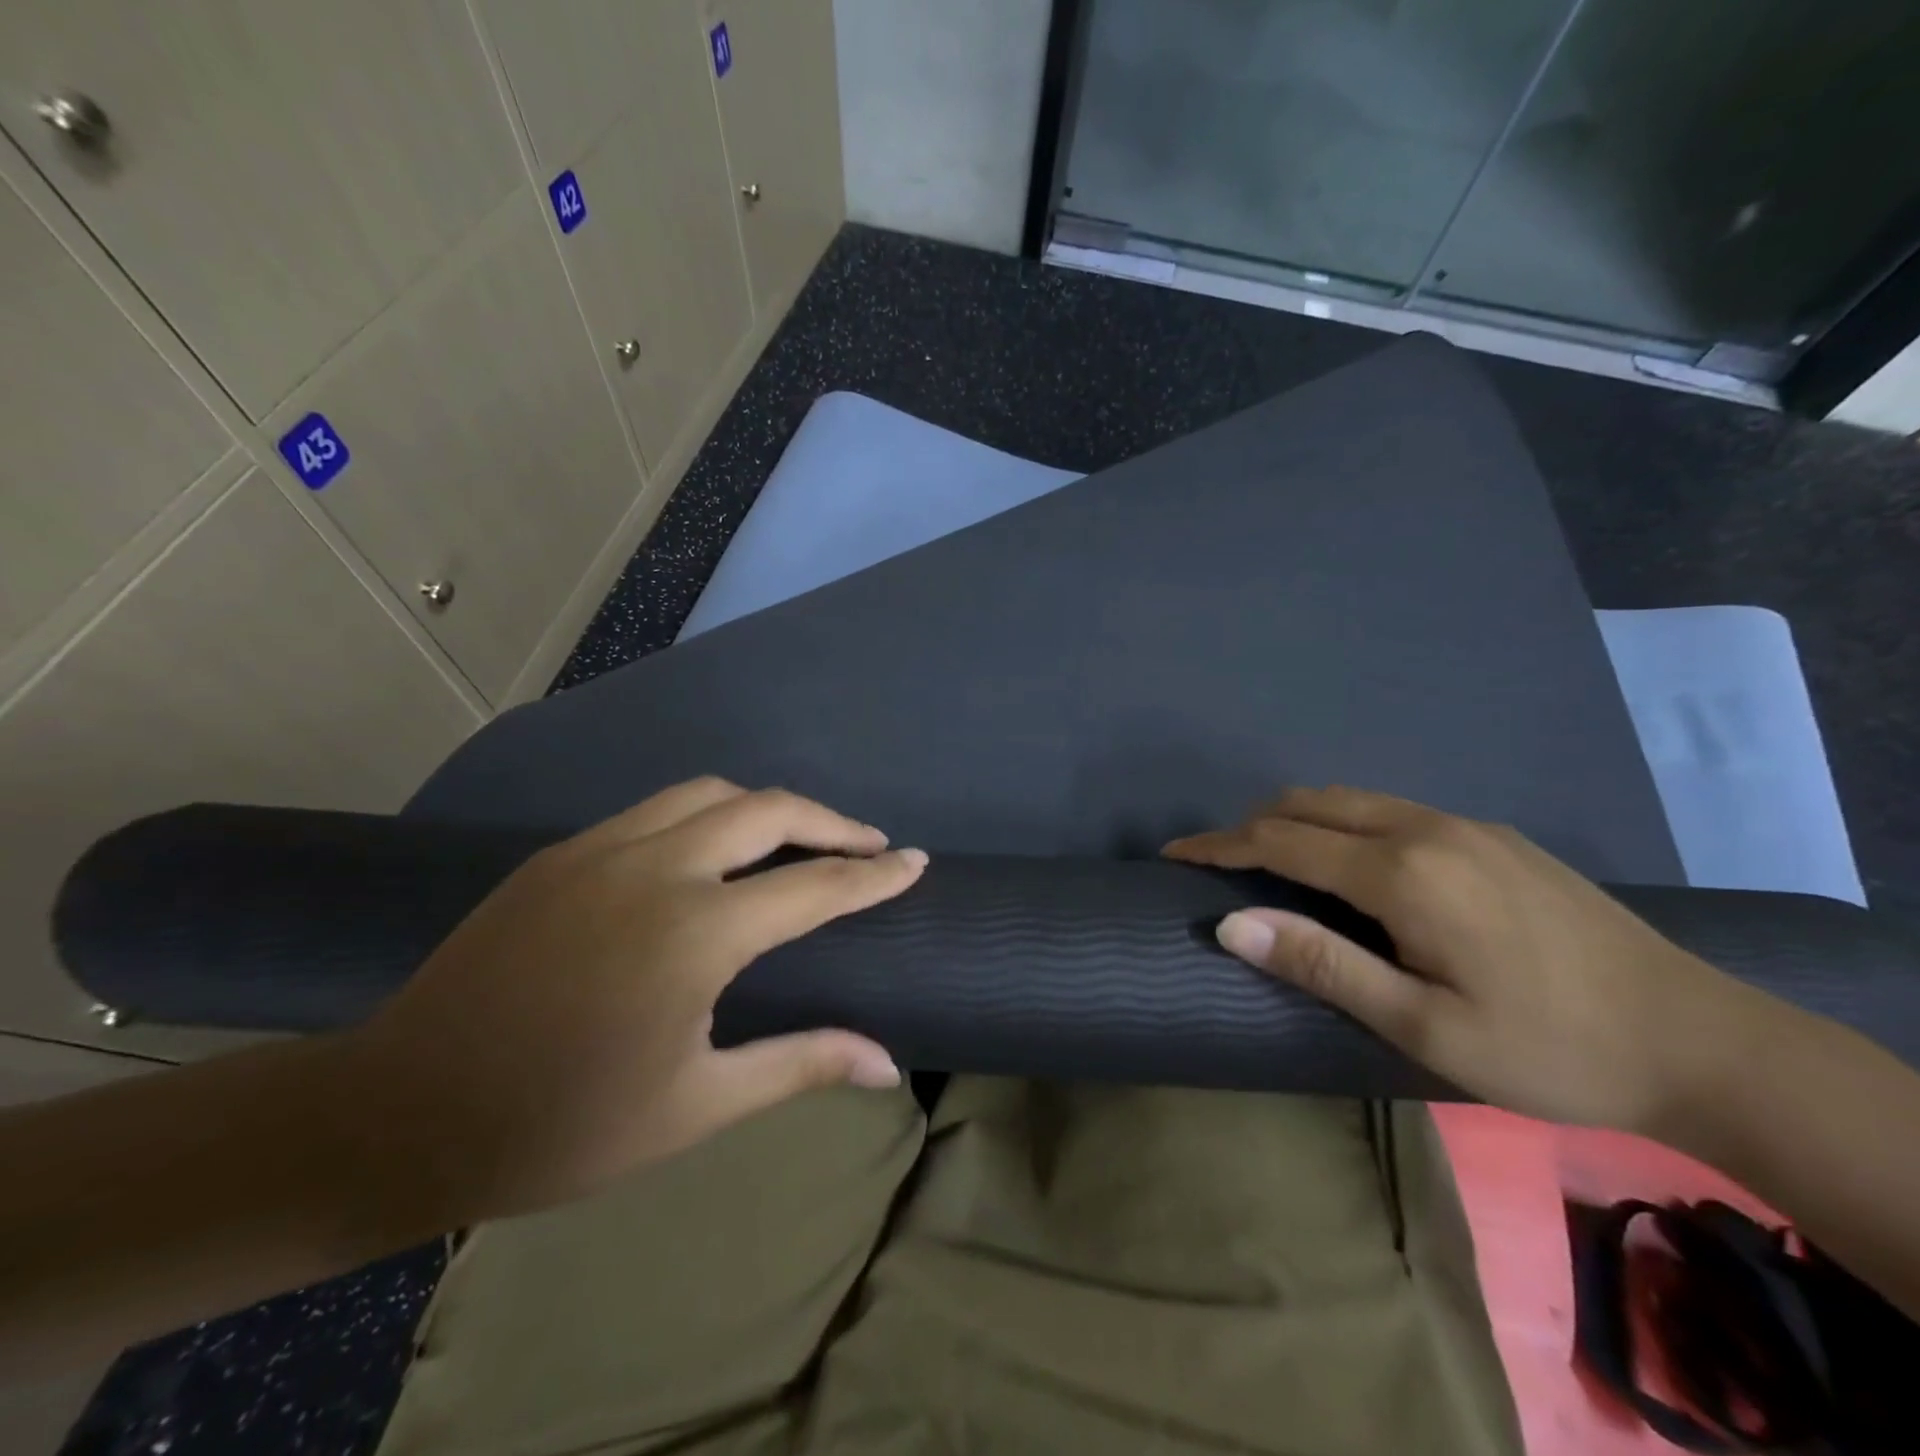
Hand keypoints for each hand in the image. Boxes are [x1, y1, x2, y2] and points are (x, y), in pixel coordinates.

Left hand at [340, 778, 924, 1224]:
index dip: (873, 874)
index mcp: (694, 934)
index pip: (814, 887)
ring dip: (768, 807)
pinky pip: (658, 809)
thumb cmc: (561, 1125)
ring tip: (798, 840)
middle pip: (768, 809)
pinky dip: (710, 814)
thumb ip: (799, 1065)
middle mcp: (655, 869)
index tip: (915, 861)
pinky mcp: (562, 853)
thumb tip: (888, 1065)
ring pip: (710, 793)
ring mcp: (601, 850)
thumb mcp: (695, 1106)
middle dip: (831, 822)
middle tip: (867, 845)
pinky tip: (715, 851)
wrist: (398, 1114)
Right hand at [1164, 786, 1775, 1134]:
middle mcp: (1426, 829)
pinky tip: (1352, 867)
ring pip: (1352, 800)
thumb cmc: (1548, 1047)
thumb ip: (1322, 963)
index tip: (1175, 853)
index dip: (1219, 845)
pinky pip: (1391, 810)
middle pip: (1311, 803)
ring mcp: (1466, 826)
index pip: (1281, 840)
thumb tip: (1230, 923)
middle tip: (1218, 862)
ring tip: (1272, 862)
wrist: (1702, 1042)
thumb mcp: (1424, 1025)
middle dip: (1252, 824)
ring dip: (1298, 820)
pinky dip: (1343, 824)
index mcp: (1403, 872)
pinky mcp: (1493, 836)